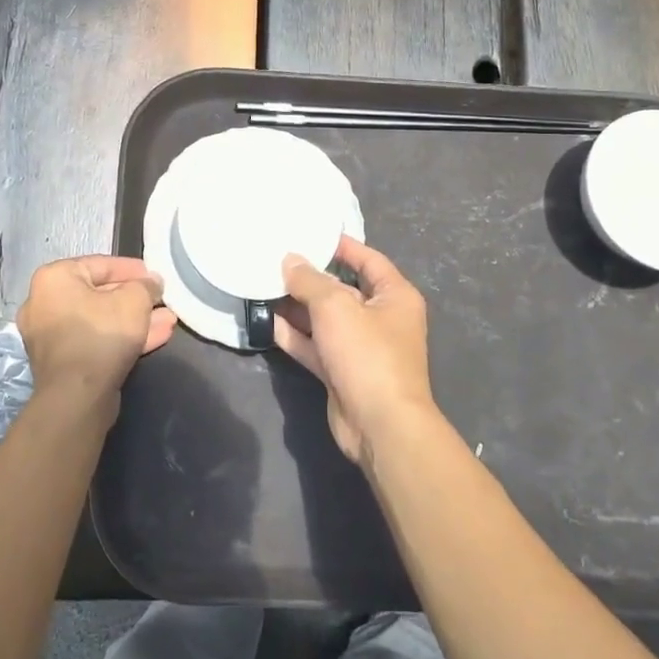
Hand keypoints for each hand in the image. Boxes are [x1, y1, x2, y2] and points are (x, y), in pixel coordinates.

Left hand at [17, 256, 175, 422]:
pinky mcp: (62, 363)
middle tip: (161, 300)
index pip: (100, 264)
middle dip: (136, 299)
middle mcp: (44, 303)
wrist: (77, 396)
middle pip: (100, 294)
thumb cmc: (102, 334)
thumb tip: (151, 283)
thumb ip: (146, 285)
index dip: (133, 269)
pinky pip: (95, 341)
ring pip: (101, 320)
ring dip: (134, 320)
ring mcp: (50, 336)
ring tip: (167, 321)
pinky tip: (155, 337)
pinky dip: (121, 338)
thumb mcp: (134, 300)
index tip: (155, 277)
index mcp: (54, 279)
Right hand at [275, 237, 438, 468]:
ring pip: (325, 319)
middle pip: (343, 289)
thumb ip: (309, 281)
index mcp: (394, 296)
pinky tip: (267, 321)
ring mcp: (360, 348)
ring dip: (298, 306)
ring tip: (264, 285)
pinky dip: (295, 335)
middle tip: (276, 259)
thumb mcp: (336, 307)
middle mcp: (380, 318)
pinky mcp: (341, 372)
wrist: (380, 425)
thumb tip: (290, 260)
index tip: (310, 233)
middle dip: (311, 277)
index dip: (342, 246)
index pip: (368, 260)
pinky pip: (315, 346)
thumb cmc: (367, 354)